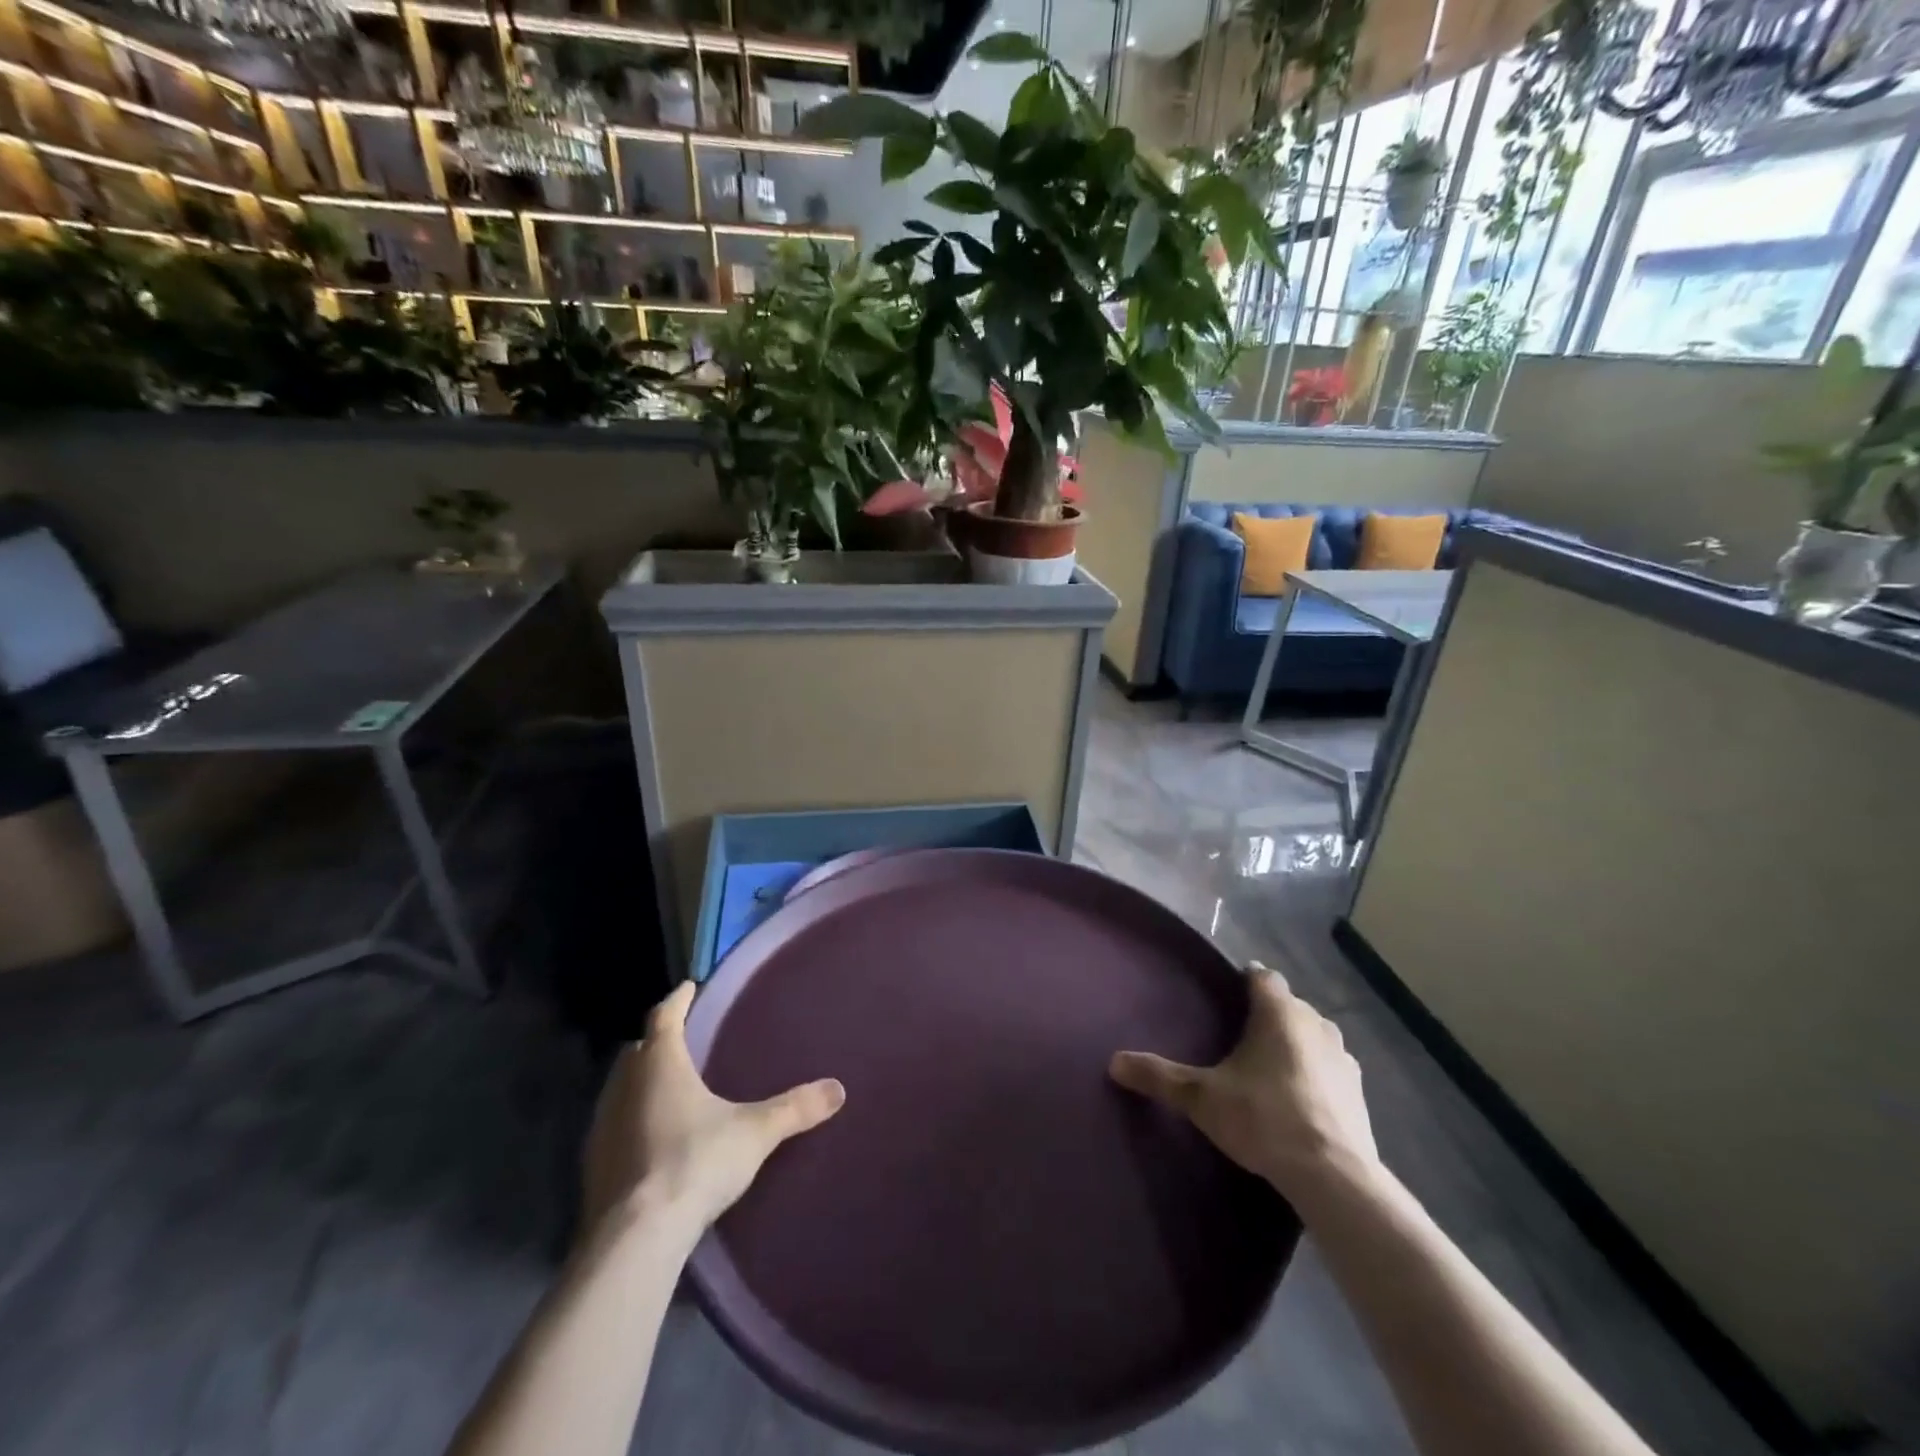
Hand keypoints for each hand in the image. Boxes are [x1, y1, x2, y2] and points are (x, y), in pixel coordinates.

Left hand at [581, 982, 844, 1236]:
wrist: (635, 1239)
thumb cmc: (695, 1163)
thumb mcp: (754, 1132)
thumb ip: (794, 1108)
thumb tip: (838, 1089)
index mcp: (660, 1064)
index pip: (664, 1016)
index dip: (678, 999)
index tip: (688, 987)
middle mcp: (624, 1086)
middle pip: (637, 1050)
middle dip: (657, 1041)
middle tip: (682, 1038)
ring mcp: (601, 1127)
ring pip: (621, 1088)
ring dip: (640, 1082)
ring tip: (668, 1086)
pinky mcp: (592, 1166)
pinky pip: (612, 1126)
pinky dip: (631, 1120)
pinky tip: (650, 1138)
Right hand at [1110, 962, 1378, 1205]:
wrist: (1333, 1176)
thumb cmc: (1263, 1118)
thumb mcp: (1201, 1098)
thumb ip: (1159, 1077)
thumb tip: (1113, 1063)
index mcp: (1279, 1012)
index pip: (1262, 976)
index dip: (1245, 980)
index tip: (1226, 996)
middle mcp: (1315, 1023)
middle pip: (1287, 1005)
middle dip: (1266, 1015)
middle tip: (1237, 1039)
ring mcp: (1343, 1058)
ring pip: (1311, 1035)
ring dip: (1294, 1044)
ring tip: (1266, 1069)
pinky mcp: (1359, 1092)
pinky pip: (1329, 1068)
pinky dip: (1314, 1074)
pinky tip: (1297, 1100)